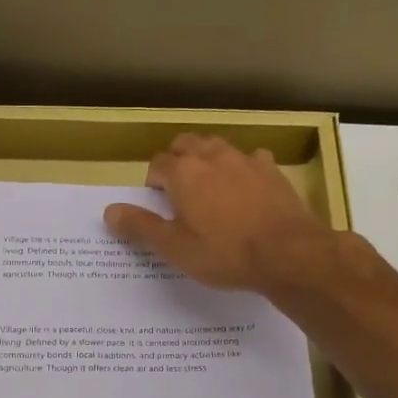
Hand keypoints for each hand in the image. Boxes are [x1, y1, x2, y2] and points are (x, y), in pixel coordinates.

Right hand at [104, 134, 334, 292]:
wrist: (288, 253)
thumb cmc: (224, 254)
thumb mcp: (175, 248)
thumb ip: (140, 227)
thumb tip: (109, 211)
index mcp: (183, 173)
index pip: (157, 164)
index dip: (152, 182)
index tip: (156, 201)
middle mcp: (212, 156)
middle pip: (186, 144)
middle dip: (176, 160)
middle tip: (177, 189)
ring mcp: (245, 160)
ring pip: (217, 146)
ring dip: (206, 158)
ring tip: (207, 184)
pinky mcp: (272, 170)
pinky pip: (250, 159)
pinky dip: (241, 168)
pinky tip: (245, 187)